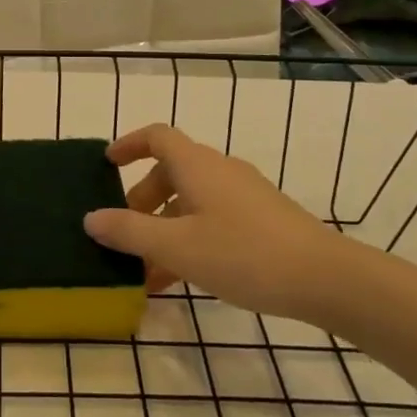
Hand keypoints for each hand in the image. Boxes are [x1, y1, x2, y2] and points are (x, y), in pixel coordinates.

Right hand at [84, 124, 347, 321]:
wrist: (326, 278)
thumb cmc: (243, 253)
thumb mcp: (176, 246)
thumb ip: (129, 232)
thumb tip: (90, 218)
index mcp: (196, 165)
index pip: (156, 136)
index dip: (129, 144)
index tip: (107, 165)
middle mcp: (219, 171)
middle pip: (170, 173)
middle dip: (141, 202)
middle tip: (124, 235)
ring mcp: (244, 195)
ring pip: (191, 202)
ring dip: (164, 229)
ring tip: (146, 271)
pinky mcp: (262, 221)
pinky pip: (212, 220)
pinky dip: (189, 240)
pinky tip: (182, 280)